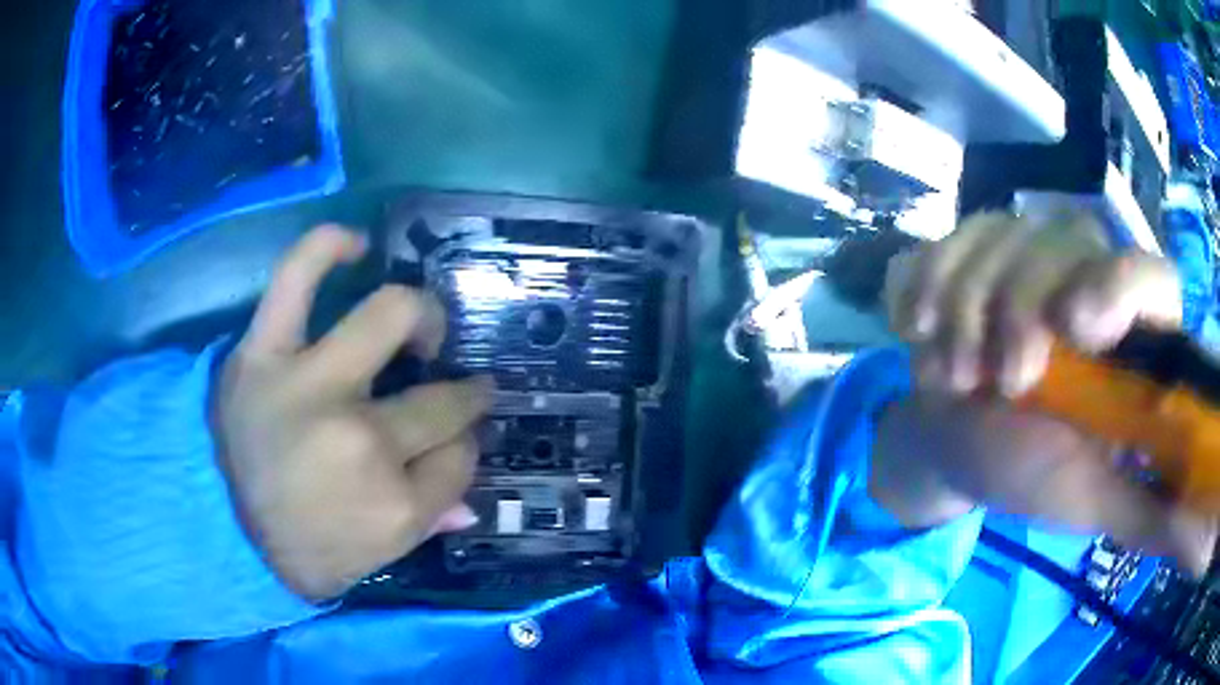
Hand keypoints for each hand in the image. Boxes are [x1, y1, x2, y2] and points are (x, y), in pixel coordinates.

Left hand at [215, 225, 491, 600]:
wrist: (222, 534)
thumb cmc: (306, 550)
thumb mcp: (382, 553)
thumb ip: (434, 514)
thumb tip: (471, 479)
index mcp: (394, 504)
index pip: (461, 455)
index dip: (464, 442)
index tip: (454, 438)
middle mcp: (361, 440)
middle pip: (439, 399)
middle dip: (461, 393)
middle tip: (448, 382)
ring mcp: (310, 386)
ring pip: (390, 317)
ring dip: (421, 318)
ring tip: (419, 325)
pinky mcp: (263, 354)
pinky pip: (297, 277)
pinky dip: (329, 247)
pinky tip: (356, 245)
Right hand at [876, 211, 1213, 572]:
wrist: (959, 447)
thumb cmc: (1033, 476)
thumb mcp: (1092, 499)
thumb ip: (1145, 505)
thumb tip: (1193, 522)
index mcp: (1128, 335)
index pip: (1153, 281)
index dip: (1123, 287)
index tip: (1078, 326)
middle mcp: (1086, 274)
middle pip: (1063, 241)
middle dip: (1019, 310)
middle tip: (999, 383)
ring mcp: (1024, 254)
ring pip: (997, 234)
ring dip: (963, 309)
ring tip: (953, 377)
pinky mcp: (969, 254)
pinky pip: (942, 242)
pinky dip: (920, 285)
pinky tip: (916, 330)